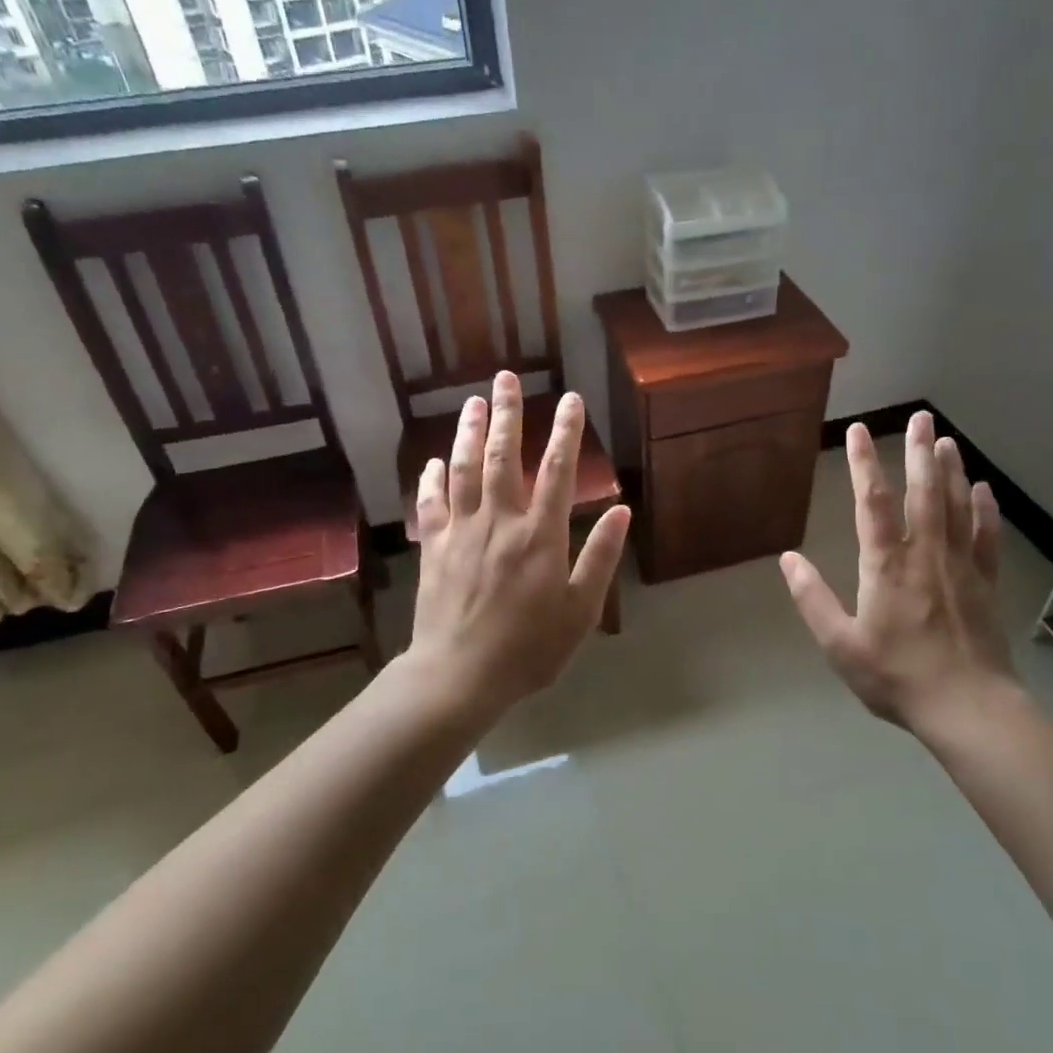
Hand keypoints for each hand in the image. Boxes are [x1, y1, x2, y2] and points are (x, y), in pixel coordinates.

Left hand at [409, 372, 629, 716]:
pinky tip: (433, 462)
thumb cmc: (529, 647)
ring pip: (463, 469)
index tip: (570, 398)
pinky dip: (431, 479)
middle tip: (504, 377)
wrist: (460, 675)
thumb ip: (600, 556)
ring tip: (472, 402)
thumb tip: (622, 509)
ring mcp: (461, 532)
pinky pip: (430, 504)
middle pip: (501, 456)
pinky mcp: (433, 548)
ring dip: (467, 432)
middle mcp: (499, 521)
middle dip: (506, 413)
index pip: (557, 470)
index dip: (565, 431)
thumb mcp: (581, 609)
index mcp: (540, 535)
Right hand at [780, 412, 1017, 732]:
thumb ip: (812, 598)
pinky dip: (984, 510)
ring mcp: (960, 566)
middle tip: (921, 417)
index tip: (858, 430)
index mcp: (885, 565)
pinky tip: (982, 490)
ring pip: (956, 507)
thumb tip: (787, 559)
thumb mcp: (839, 644)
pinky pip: (985, 537)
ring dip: (951, 471)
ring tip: (946, 440)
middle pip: (922, 492)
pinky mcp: (985, 583)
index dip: (862, 463)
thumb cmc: (896, 676)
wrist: (967, 707)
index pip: (871, 502)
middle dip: (919, 452)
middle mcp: (925, 554)